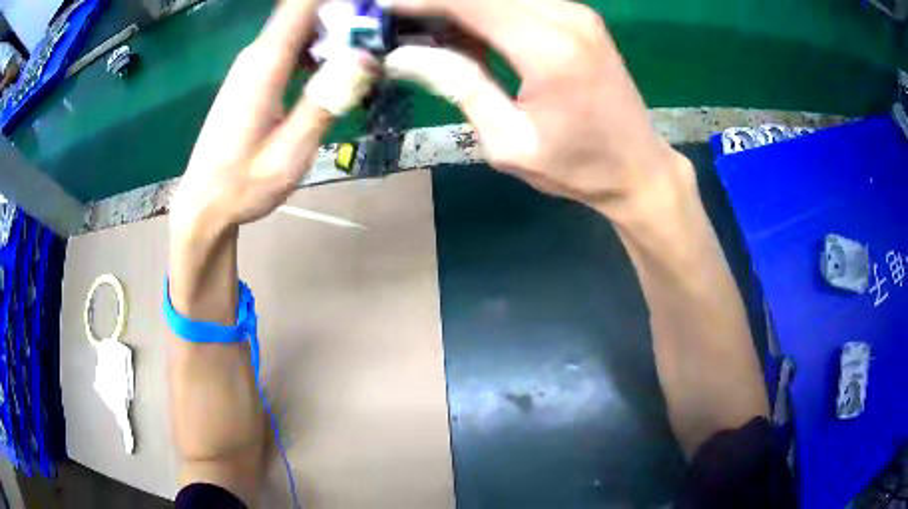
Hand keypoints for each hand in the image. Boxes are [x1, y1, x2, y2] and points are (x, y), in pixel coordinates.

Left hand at [170, 0, 377, 235]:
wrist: (203, 205)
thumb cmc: (242, 185)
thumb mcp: (290, 152)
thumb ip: (325, 101)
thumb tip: (365, 57)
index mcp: (265, 65)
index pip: (302, 5)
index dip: (337, 3)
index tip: (371, 13)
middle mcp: (256, 55)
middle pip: (305, 13)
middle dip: (344, 18)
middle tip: (380, 37)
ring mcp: (251, 66)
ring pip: (298, 29)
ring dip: (333, 33)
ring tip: (366, 51)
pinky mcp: (251, 79)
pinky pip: (289, 47)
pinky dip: (315, 48)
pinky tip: (334, 68)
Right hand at [384, 0, 693, 223]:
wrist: (639, 169)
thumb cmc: (578, 168)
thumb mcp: (509, 142)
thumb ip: (459, 86)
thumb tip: (403, 54)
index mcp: (549, 47)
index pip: (467, 0)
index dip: (417, 0)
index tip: (378, 9)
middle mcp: (566, 16)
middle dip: (433, 3)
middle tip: (396, 26)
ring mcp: (576, 12)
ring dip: (457, 7)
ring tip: (422, 34)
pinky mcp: (578, 17)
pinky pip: (519, 2)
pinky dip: (483, 11)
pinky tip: (461, 35)